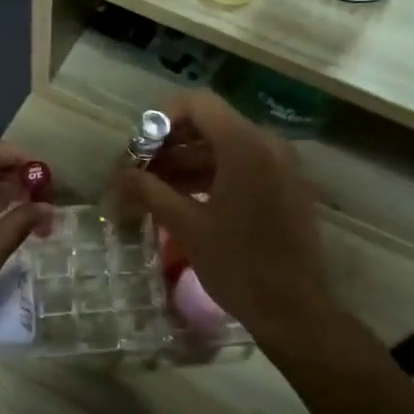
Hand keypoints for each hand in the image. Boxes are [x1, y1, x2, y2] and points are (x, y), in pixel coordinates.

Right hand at [114, 92, 338, 347]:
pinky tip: (186, 200)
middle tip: (140, 171)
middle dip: (171, 145)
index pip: (198, 104)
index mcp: (245, 146)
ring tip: (155, 189)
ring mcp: (282, 166)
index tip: (138, 148)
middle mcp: (268, 145)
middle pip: (211, 125)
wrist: (294, 309)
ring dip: (189, 162)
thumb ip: (149, 191)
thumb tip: (120, 176)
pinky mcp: (287, 187)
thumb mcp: (186, 227)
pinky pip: (245, 167)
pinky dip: (214, 176)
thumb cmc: (237, 265)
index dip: (162, 118)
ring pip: (227, 148)